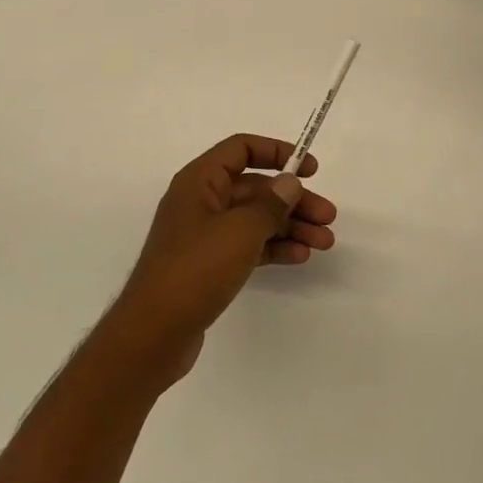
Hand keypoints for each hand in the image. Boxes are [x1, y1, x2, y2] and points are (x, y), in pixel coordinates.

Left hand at [110, 134, 337, 379]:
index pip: (241, 149)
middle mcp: (201, 201)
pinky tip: (300, 256)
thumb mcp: (239, 231)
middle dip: (293, 200)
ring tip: (324, 242)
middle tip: (328, 217)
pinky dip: (274, 247)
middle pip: (255, 188)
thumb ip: (270, 204)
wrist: (154, 333)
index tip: (310, 169)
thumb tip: (290, 182)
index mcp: (200, 181)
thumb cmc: (195, 269)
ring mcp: (205, 235)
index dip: (277, 152)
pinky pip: (248, 245)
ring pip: (255, 219)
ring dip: (290, 226)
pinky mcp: (209, 265)